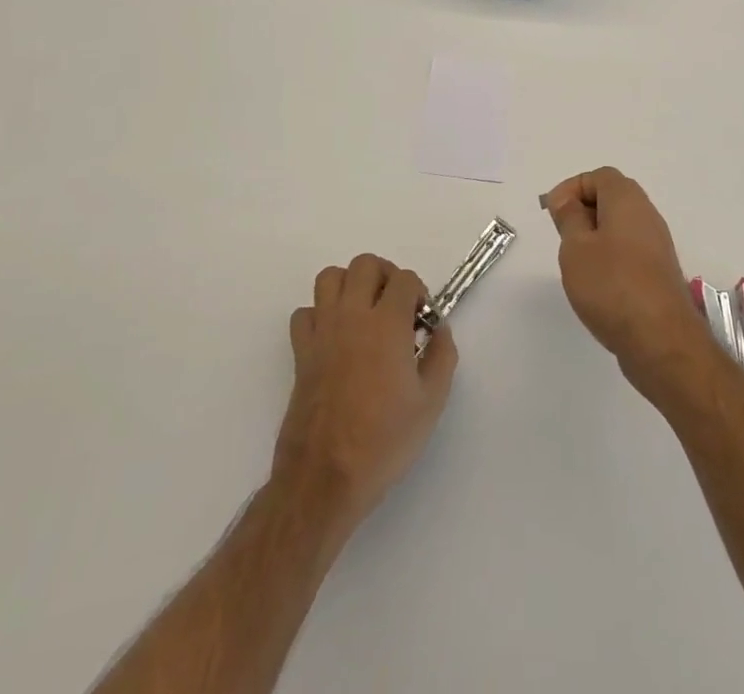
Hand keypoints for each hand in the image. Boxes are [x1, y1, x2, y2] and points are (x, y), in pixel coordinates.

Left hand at [272, 253, 457, 530]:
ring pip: (330, 277)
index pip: (405, 278)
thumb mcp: (431, 402)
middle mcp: (352, 316)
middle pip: (365, 264)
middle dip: (386, 276)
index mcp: (387, 324)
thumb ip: (442, 355)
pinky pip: (305, 313)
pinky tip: (335, 338)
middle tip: (396, 308)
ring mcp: (322, 332)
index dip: (419, 293)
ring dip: (350, 285)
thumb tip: (438, 329)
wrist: (325, 479)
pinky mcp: (300, 353)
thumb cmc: (384, 441)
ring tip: (364, 313)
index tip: (422, 322)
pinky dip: (320, 315)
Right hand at [544, 167, 709, 397]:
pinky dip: (609, 257)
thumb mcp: (576, 247)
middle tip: (562, 237)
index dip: (572, 188)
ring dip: (595, 237)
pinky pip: (629, 250)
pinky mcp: (658, 272)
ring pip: (620, 226)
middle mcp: (647, 215)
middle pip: (612, 198)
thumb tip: (566, 198)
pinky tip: (597, 285)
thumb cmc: (611, 285)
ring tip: (576, 263)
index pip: (599, 176)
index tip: (552, 213)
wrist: (661, 339)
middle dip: (583, 211)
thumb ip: (569, 217)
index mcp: (627, 200)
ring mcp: (656, 244)